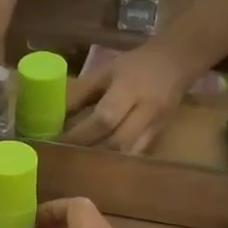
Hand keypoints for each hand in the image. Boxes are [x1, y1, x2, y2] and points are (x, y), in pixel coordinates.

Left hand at [60, 38, 197, 154]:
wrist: (177, 63)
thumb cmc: (134, 66)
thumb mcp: (104, 72)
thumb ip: (79, 93)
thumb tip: (50, 114)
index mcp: (129, 89)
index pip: (104, 118)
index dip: (79, 133)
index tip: (56, 142)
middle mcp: (146, 111)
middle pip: (116, 142)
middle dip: (87, 152)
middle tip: (63, 157)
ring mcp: (155, 127)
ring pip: (127, 154)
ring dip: (101, 162)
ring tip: (78, 163)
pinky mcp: (159, 138)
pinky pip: (135, 156)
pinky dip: (115, 163)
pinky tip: (98, 165)